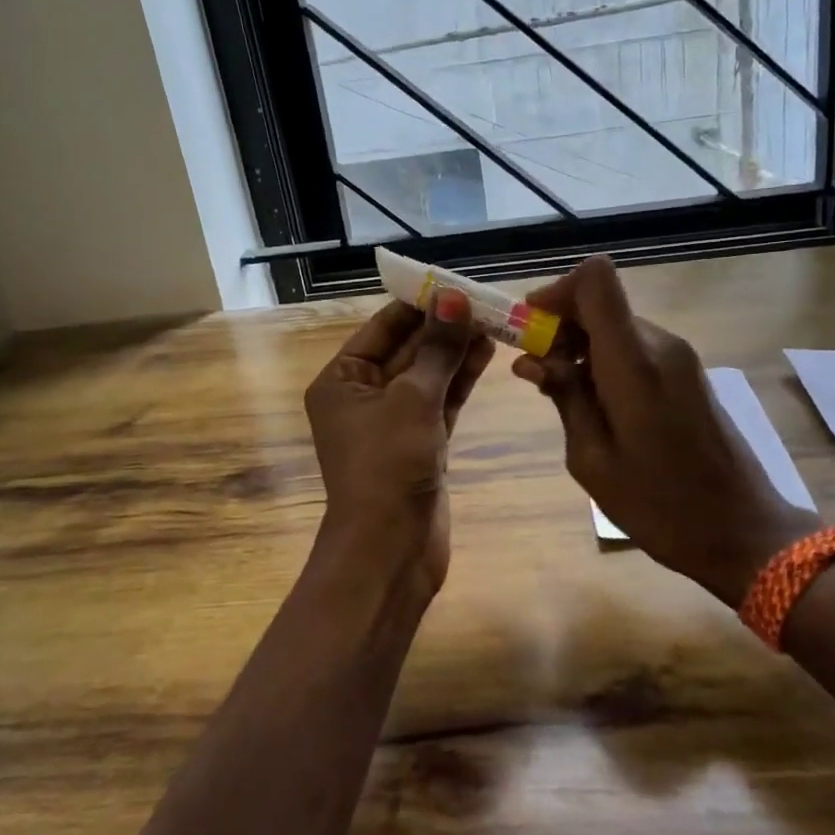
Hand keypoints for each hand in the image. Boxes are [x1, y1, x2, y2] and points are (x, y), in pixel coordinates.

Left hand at [303, 289, 494, 599]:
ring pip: (428, 374)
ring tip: (493, 321)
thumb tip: (452, 298)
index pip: (382, 327)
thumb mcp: (412, 400)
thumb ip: (436, 349)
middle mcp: (363, 396)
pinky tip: (486, 352)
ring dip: (456, 350)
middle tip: (483, 300)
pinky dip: (460, 379)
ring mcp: (393, 421)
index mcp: (341, 380)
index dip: (418, 304)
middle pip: (407, 348)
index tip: (454, 283)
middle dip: (442, 327)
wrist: (389, 551)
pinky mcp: (420, 443)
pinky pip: (440, 400)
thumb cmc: (387, 467)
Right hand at [512, 256, 818, 606]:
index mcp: (634, 362)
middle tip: (536, 374)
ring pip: (616, 326)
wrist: (745, 532)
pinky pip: (636, 347)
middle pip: (601, 303)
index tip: (531, 327)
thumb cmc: (661, 505)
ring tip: (564, 397)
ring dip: (582, 347)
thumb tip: (534, 360)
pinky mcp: (689, 373)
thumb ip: (564, 398)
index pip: (595, 279)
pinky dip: (606, 361)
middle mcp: (660, 344)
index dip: (556, 291)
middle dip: (561, 327)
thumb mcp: (593, 460)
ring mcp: (680, 357)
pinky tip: (598, 406)